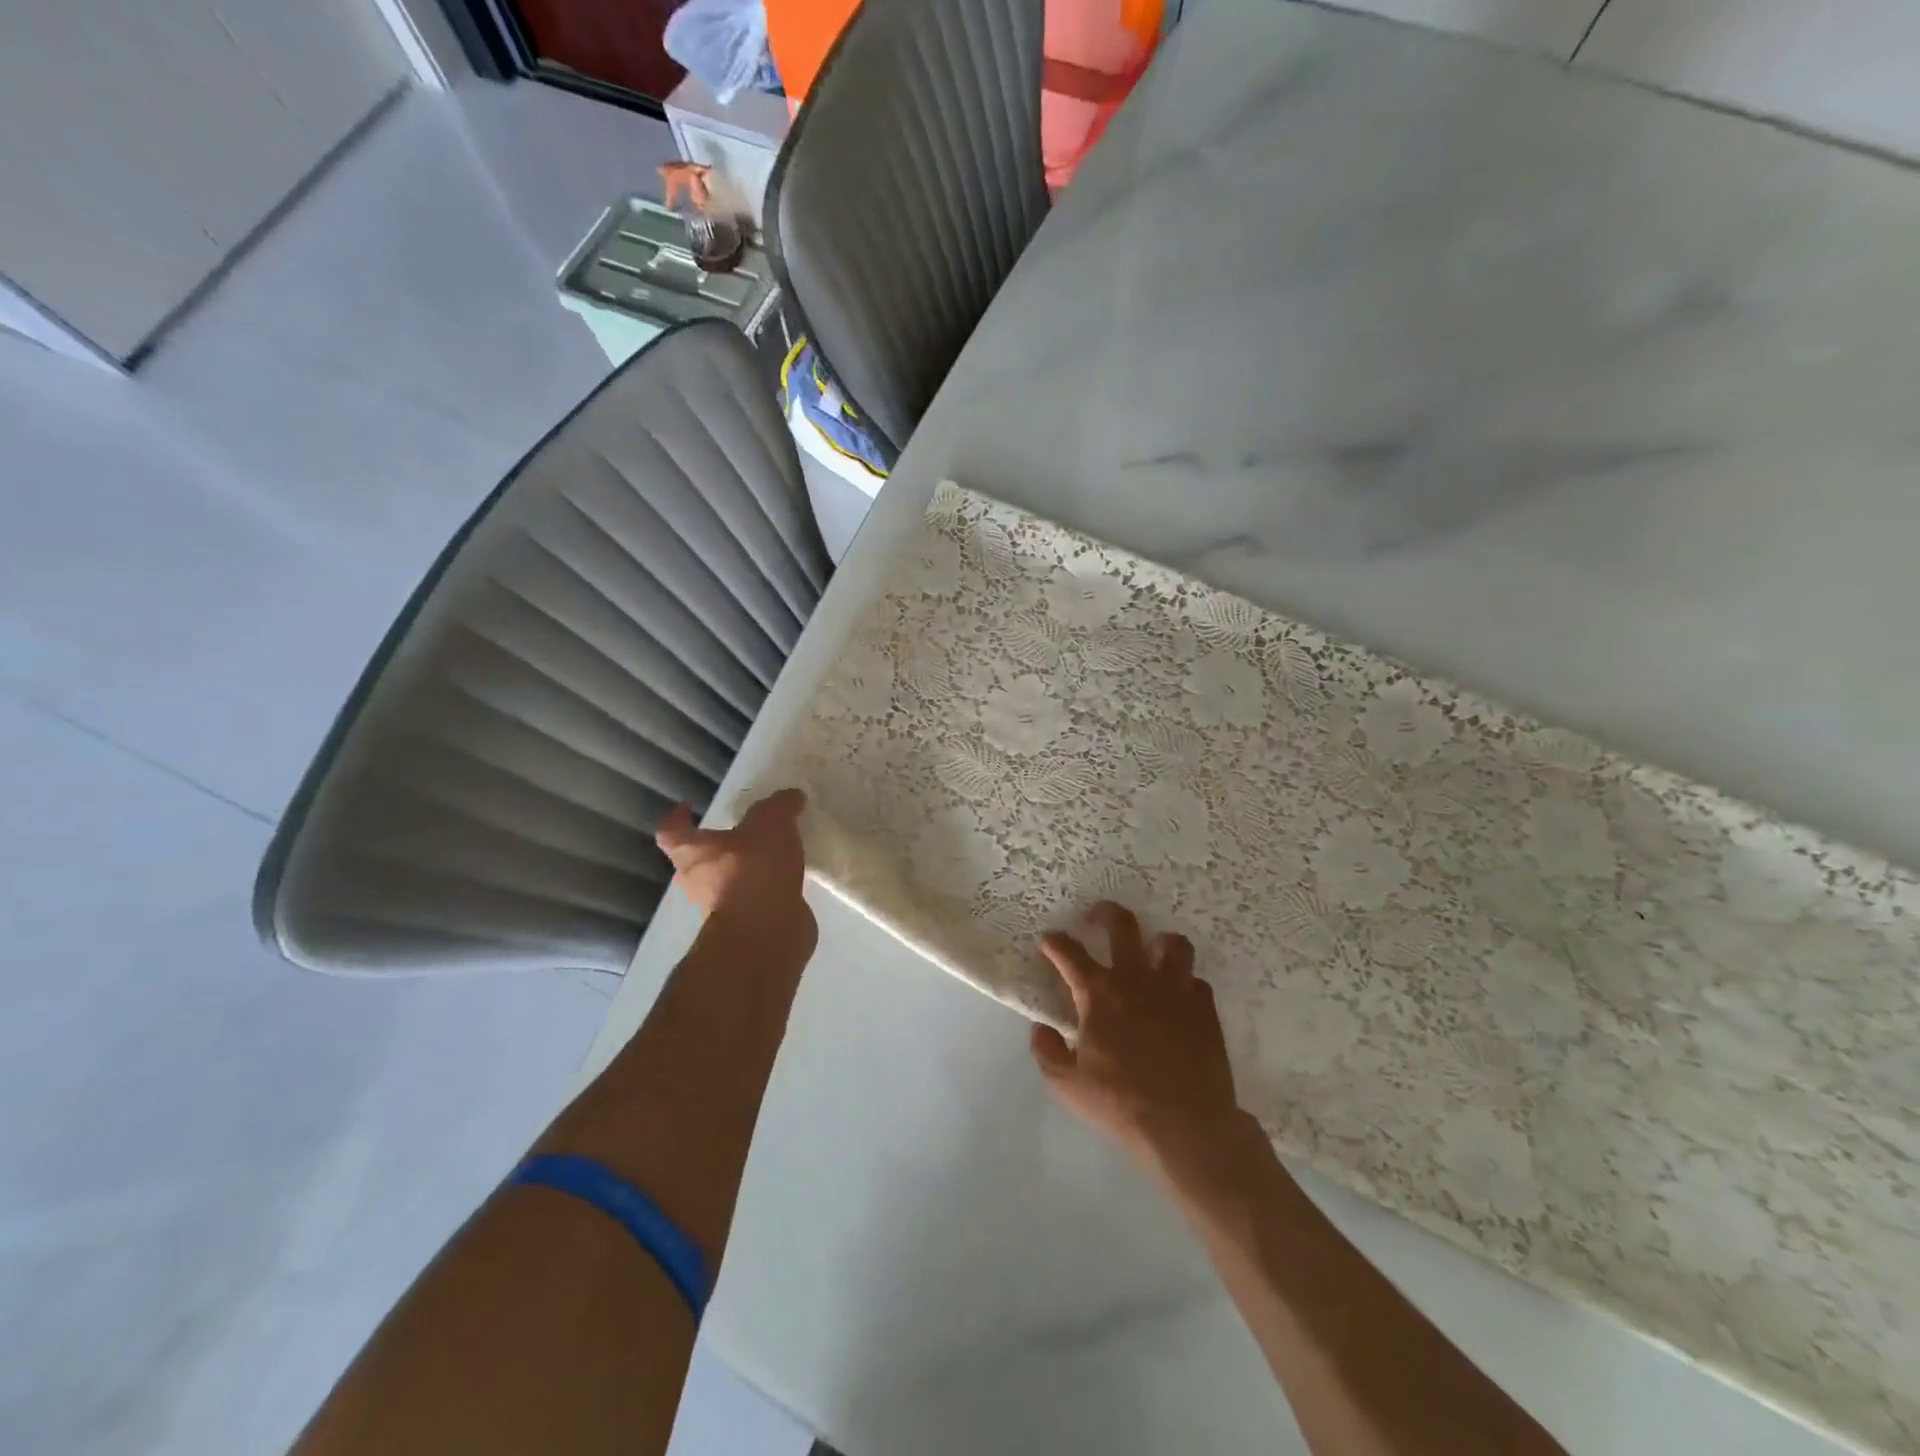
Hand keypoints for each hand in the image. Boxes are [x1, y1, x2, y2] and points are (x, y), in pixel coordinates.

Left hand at [656, 789, 813, 941]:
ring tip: (775, 854)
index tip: (691, 806)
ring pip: (728, 882)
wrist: (765, 932)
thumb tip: (791, 796)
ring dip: (745, 870)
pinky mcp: (745, 925)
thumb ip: (780, 806)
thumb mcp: (770, 823)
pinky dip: (766, 890)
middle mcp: (697, 881)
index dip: (678, 817)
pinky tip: (789, 878)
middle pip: (698, 859)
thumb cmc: (753, 870)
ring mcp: (720, 907)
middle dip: (718, 846)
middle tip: (744, 831)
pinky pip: (753, 900)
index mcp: (692, 852)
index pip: (671, 831)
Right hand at [1030, 902, 1244, 1177]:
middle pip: (1123, 926)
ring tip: (1151, 953)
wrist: (1187, 1126)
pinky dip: (1184, 983)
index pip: (1069, 952)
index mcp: (1099, 993)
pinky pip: (1195, 980)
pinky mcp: (1205, 1008)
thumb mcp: (1067, 1084)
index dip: (1055, 942)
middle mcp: (1137, 979)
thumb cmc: (1121, 1103)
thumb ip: (1047, 1051)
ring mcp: (1176, 990)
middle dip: (1106, 914)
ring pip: (1172, 944)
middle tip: (1097, 917)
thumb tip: (1041, 1028)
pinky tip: (1178, 998)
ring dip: (1157, 943)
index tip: (1049, 941)